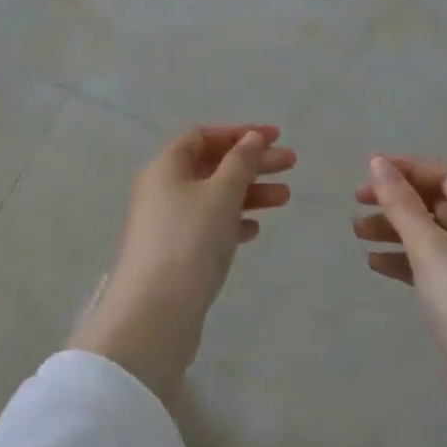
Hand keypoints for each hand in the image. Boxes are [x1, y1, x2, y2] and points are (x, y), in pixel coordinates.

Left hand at [70, 125, 294, 398]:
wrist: (155, 313)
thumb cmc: (189, 241)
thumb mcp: (221, 194)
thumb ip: (240, 162)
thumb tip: (252, 137)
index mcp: (166, 167)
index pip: (203, 136)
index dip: (239, 133)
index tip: (275, 136)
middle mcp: (162, 189)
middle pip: (212, 165)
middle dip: (251, 162)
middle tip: (291, 164)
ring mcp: (167, 223)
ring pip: (214, 197)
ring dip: (248, 193)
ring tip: (285, 198)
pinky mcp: (175, 253)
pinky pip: (208, 226)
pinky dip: (232, 222)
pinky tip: (254, 231)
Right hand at [356, 155, 446, 446]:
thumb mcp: (429, 247)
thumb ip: (401, 203)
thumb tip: (378, 162)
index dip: (408, 168)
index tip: (369, 170)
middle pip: (438, 204)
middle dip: (397, 200)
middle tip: (356, 202)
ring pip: (432, 235)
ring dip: (396, 229)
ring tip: (357, 232)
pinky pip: (434, 266)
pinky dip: (406, 260)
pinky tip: (375, 264)